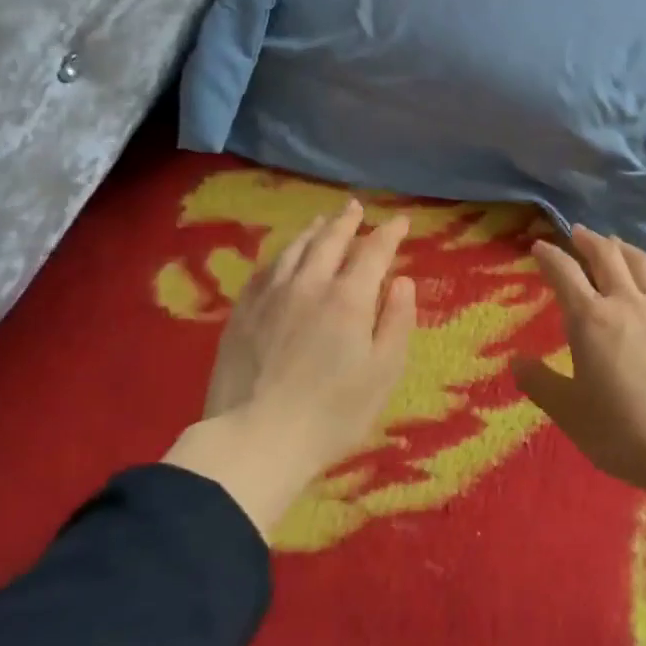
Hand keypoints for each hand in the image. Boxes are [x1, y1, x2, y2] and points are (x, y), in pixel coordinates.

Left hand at [164, 199, 416, 538]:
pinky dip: (282, 254)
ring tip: (322, 221)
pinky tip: (283, 257)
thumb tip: (402, 280)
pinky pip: (265, 269)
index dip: (389, 233)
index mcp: (348, 298)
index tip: (401, 221)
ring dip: (313, 231)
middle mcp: (309, 284)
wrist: (255, 439)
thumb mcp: (383, 373)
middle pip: (330, 240)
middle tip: (356, 207)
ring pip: (295, 249)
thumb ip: (397, 321)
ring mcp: (270, 295)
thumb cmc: (332, 413)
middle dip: (347, 221)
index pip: (373, 251)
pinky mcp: (242, 312)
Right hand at [513, 225, 645, 498]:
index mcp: (590, 319)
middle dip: (589, 240)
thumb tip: (515, 361)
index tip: (539, 246)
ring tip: (617, 244)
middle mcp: (626, 304)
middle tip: (579, 232)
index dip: (549, 256)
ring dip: (627, 249)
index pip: (564, 273)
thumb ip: (539, 383)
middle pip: (607, 257)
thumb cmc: (621, 431)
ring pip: (644, 266)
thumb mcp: (568, 412)